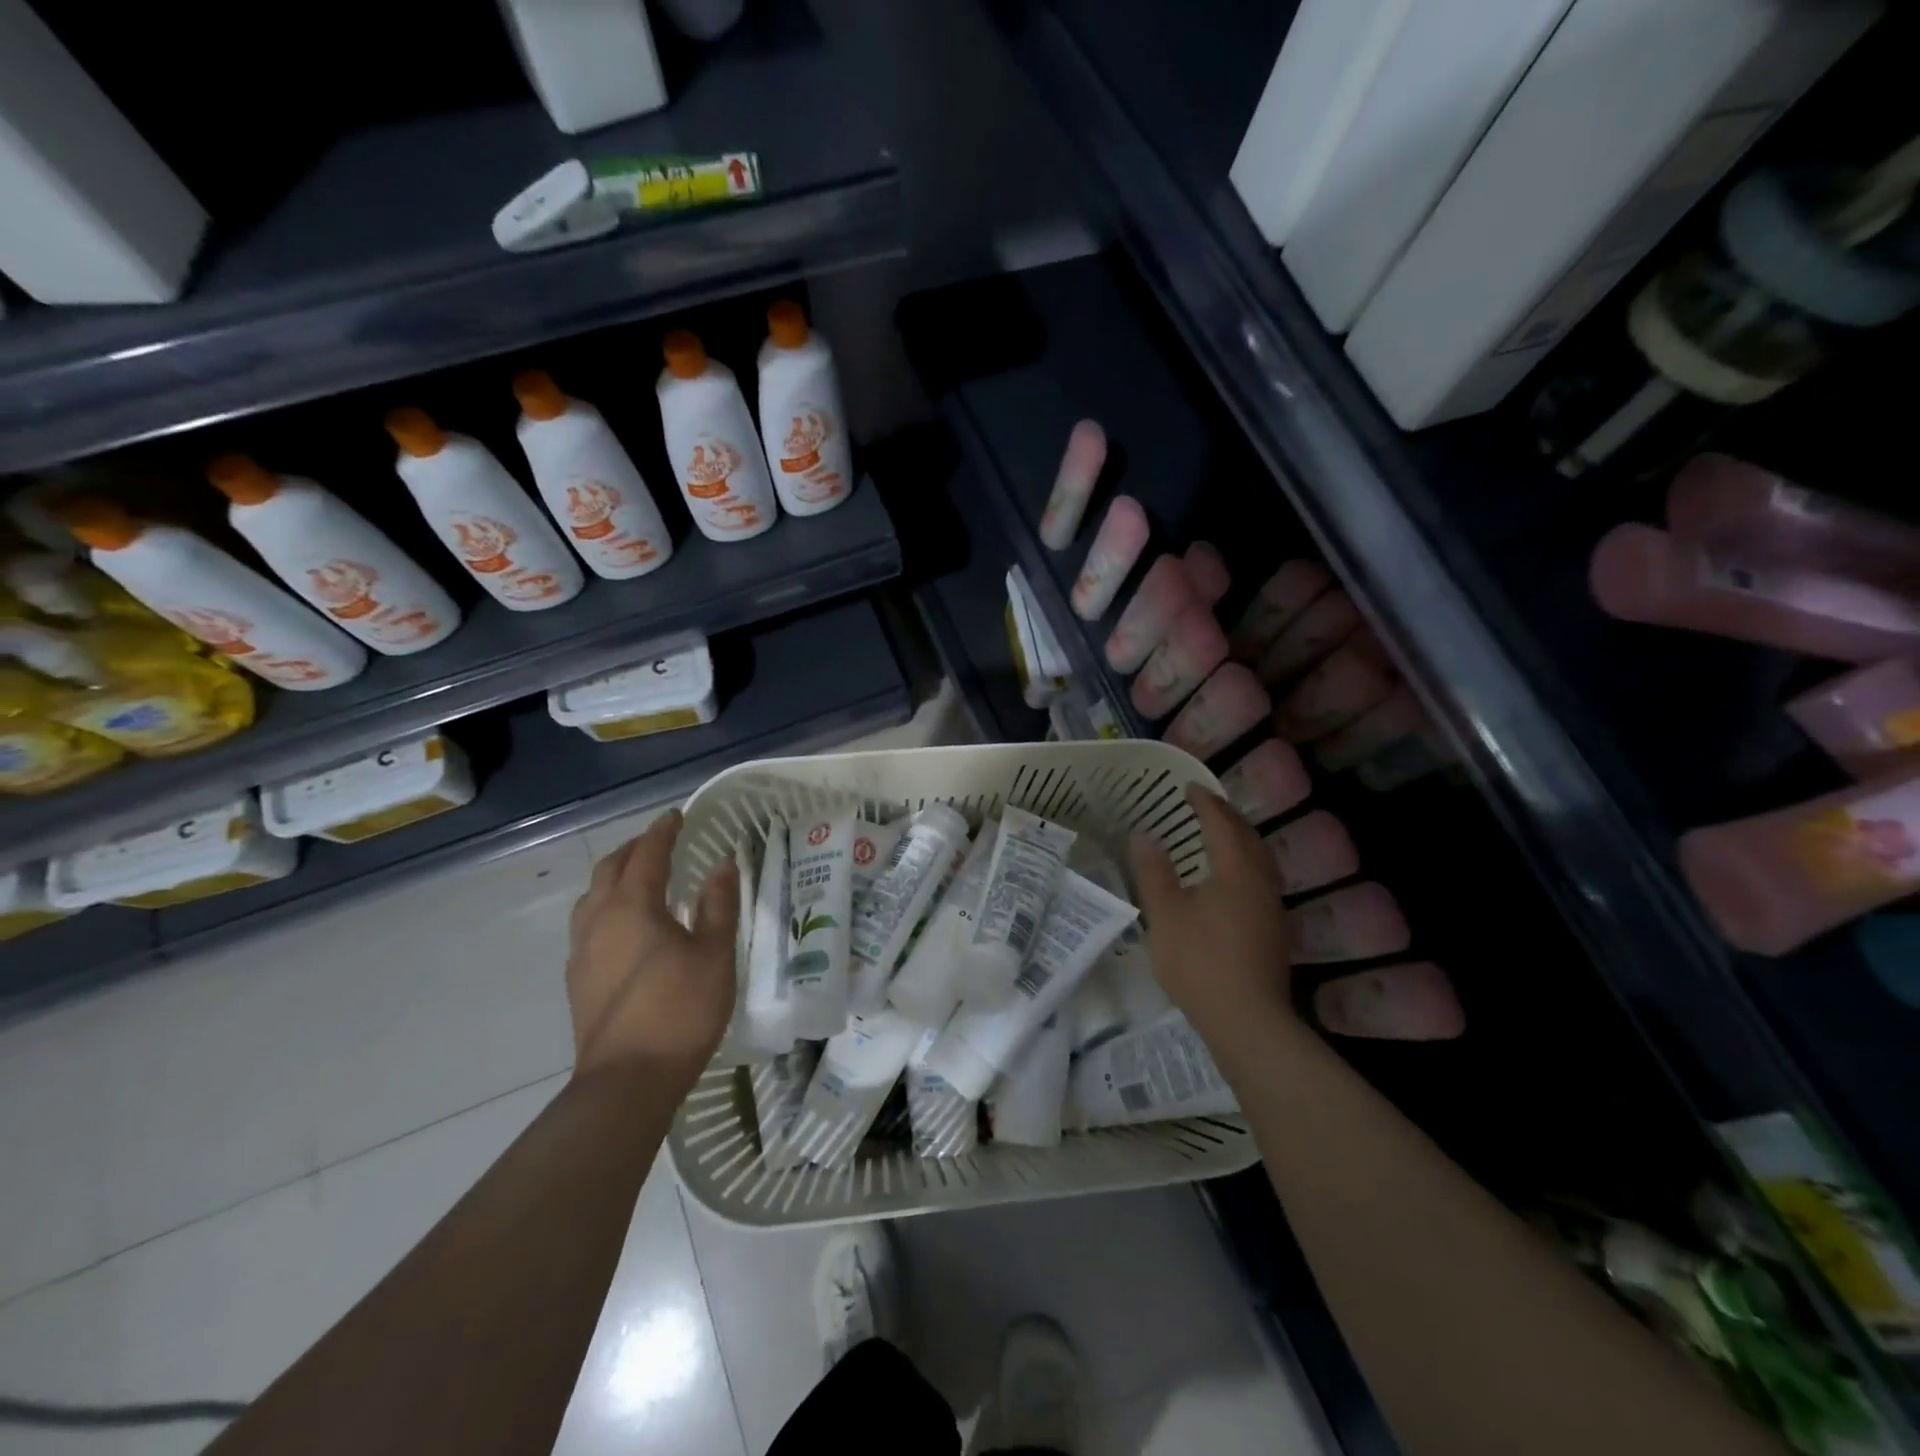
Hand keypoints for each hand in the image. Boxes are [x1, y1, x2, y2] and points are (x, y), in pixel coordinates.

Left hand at [566, 810, 739, 1084]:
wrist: (627, 1081)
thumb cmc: (680, 1011)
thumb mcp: (714, 955)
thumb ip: (718, 905)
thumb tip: (722, 864)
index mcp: (633, 907)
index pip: (647, 855)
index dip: (663, 832)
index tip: (677, 816)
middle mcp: (599, 921)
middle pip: (610, 870)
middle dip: (634, 849)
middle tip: (660, 842)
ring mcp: (582, 952)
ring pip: (592, 897)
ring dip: (615, 877)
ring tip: (639, 878)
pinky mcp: (578, 980)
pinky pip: (588, 924)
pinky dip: (607, 907)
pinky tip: (626, 927)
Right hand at [1129, 785, 1295, 1045]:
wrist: (1247, 1020)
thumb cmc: (1200, 961)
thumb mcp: (1165, 914)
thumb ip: (1154, 871)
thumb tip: (1144, 834)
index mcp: (1236, 871)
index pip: (1222, 824)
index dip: (1204, 803)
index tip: (1188, 787)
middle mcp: (1261, 882)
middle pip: (1249, 837)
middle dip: (1227, 816)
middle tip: (1205, 805)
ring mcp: (1271, 908)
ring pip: (1260, 860)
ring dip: (1240, 840)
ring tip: (1219, 835)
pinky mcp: (1273, 931)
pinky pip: (1260, 879)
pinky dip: (1244, 863)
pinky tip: (1230, 880)